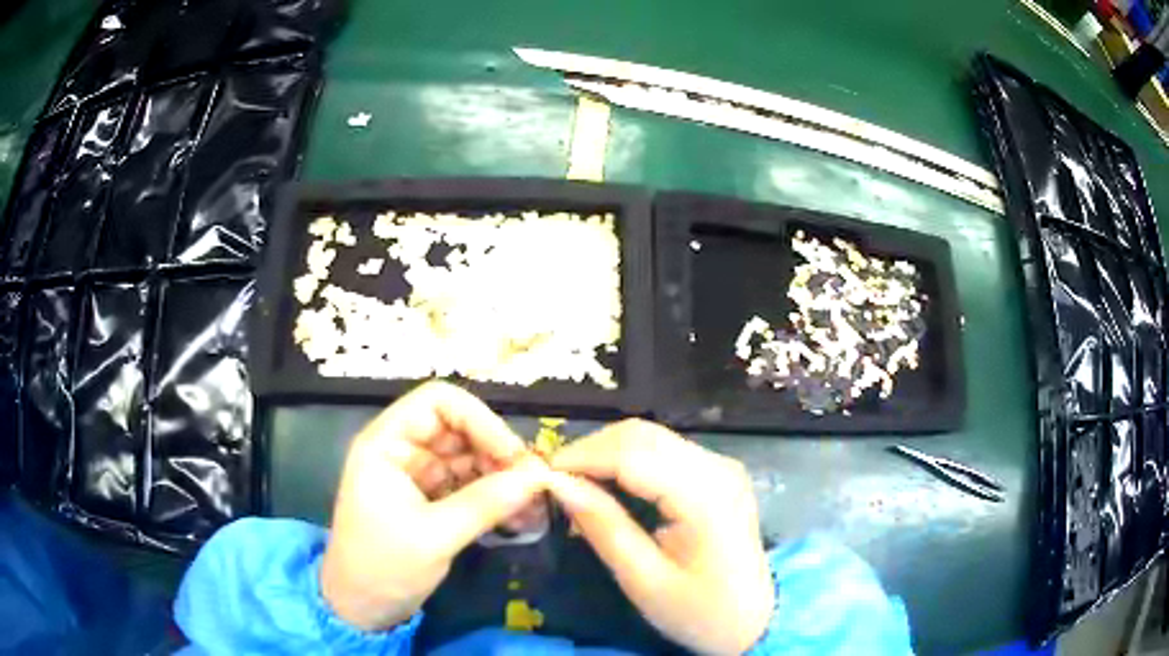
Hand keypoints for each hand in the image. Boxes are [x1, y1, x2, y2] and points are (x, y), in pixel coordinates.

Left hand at [320, 382, 547, 630]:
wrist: (361, 608)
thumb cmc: (383, 567)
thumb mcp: (435, 536)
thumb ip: (485, 503)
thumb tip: (538, 476)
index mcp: (387, 444)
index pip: (438, 402)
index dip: (479, 420)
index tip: (513, 456)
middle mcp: (402, 450)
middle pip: (459, 429)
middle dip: (498, 453)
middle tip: (534, 484)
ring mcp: (417, 475)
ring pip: (470, 457)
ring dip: (503, 478)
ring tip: (534, 506)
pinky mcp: (431, 499)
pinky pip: (470, 485)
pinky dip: (496, 497)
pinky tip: (520, 517)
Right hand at [546, 420, 772, 654]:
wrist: (754, 620)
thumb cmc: (698, 611)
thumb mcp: (643, 579)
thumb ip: (602, 526)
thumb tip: (557, 483)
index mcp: (704, 495)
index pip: (631, 454)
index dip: (580, 457)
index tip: (541, 476)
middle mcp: (717, 467)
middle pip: (642, 435)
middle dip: (591, 450)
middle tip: (555, 481)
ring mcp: (722, 466)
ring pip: (651, 437)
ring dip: (607, 452)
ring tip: (575, 483)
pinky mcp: (719, 473)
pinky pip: (665, 451)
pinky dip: (629, 460)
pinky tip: (609, 485)